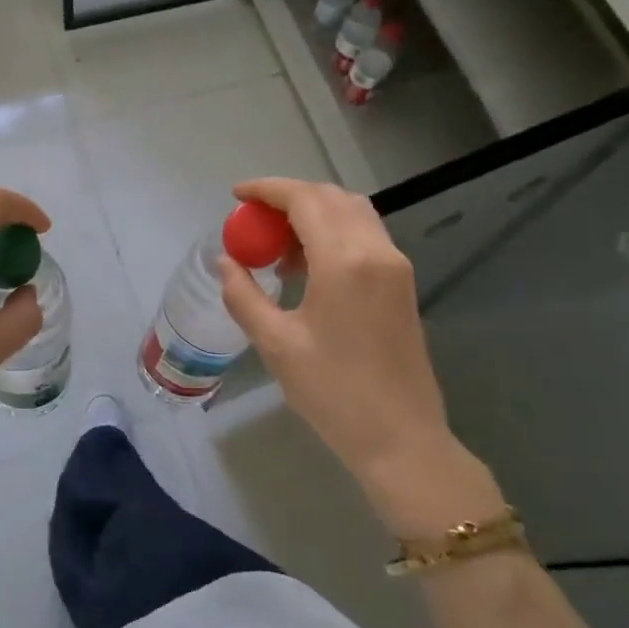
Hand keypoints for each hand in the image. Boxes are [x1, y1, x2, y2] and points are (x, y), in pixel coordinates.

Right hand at [218, 177, 503, 538]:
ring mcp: (395, 266)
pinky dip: (333, 232)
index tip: (237, 195)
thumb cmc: (332, 392)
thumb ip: (244, 295)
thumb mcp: (275, 344)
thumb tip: (226, 262)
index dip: (268, 190)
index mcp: (344, 261)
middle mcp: (376, 251)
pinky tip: (308, 265)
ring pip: (353, 213)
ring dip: (313, 213)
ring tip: (277, 246)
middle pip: (331, 197)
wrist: (400, 438)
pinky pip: (365, 236)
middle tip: (254, 220)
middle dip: (289, 197)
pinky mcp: (402, 284)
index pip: (305, 200)